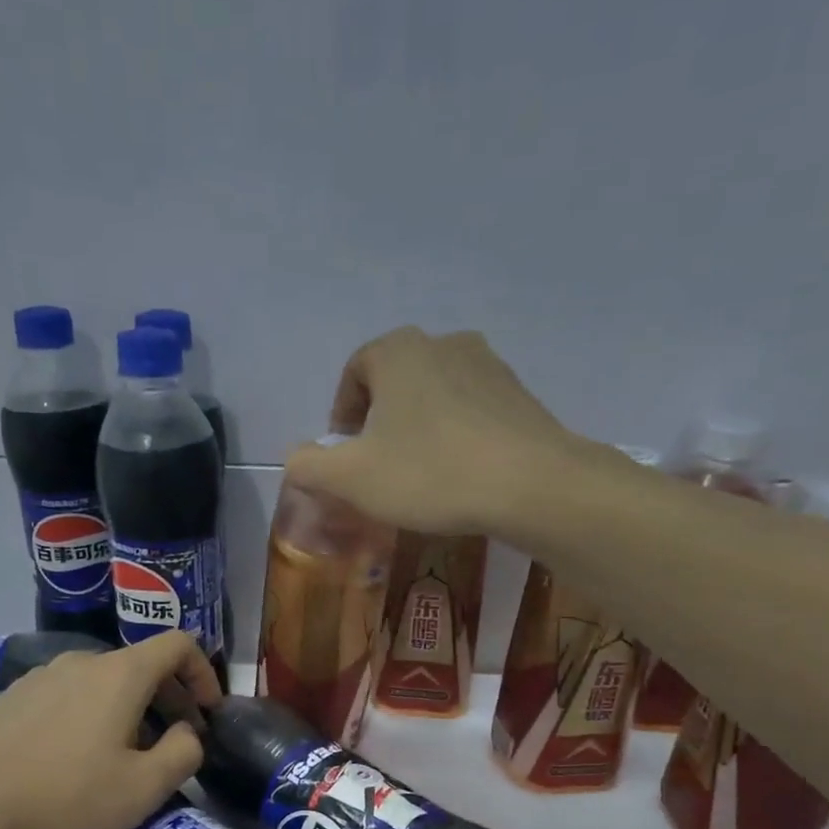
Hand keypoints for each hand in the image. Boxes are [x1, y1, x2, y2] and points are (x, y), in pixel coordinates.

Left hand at [0, 633, 220, 828]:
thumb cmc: (67, 798)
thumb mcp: (145, 788)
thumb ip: (184, 752)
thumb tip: (187, 733)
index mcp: (120, 674)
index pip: (178, 644)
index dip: (204, 673)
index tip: (209, 712)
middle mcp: (81, 662)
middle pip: (141, 664)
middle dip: (171, 698)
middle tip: (177, 741)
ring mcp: (41, 678)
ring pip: (104, 682)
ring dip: (131, 708)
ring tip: (128, 754)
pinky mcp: (12, 699)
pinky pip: (69, 695)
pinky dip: (92, 714)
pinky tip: (77, 757)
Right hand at [282, 327, 573, 534]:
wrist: (532, 484)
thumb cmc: (430, 473)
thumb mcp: (352, 478)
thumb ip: (310, 466)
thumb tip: (297, 459)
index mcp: (398, 352)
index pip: (355, 371)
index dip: (342, 413)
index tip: (344, 453)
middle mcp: (444, 343)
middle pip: (396, 382)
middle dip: (380, 422)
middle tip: (378, 467)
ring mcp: (489, 366)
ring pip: (436, 396)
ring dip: (420, 428)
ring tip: (421, 474)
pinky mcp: (520, 395)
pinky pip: (472, 412)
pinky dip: (457, 436)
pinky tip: (461, 475)